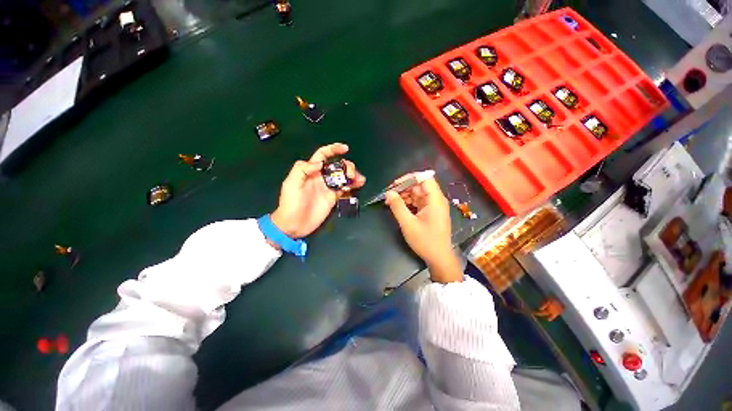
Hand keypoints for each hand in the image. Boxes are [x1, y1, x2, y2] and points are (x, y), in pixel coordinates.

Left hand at [271, 143, 365, 237]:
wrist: (294, 224)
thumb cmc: (290, 203)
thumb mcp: (290, 184)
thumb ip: (302, 170)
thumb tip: (319, 164)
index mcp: (311, 171)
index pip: (323, 156)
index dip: (333, 150)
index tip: (345, 149)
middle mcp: (321, 177)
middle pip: (337, 166)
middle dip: (347, 166)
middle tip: (351, 175)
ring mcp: (329, 188)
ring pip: (343, 177)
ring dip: (353, 175)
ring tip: (359, 180)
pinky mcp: (334, 197)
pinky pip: (345, 188)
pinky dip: (353, 185)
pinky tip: (358, 185)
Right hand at [385, 174, 461, 282]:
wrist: (439, 259)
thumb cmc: (425, 241)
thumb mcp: (408, 224)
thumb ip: (397, 206)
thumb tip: (388, 193)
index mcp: (435, 200)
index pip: (424, 178)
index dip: (409, 178)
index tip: (395, 184)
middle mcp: (436, 200)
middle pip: (420, 186)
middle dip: (404, 188)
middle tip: (389, 194)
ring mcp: (434, 206)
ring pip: (418, 194)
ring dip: (405, 196)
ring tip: (390, 202)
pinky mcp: (431, 213)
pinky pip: (419, 202)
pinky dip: (409, 203)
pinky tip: (398, 207)